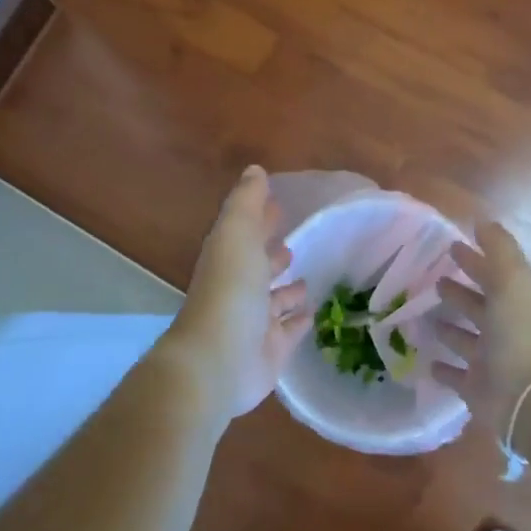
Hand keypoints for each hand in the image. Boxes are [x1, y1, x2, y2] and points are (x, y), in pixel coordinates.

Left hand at [162, 167, 309, 419]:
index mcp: (229, 258)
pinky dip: (298, 320)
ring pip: (274, 301)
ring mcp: (254, 322)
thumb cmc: (229, 290)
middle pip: (258, 267)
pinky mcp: (270, 351)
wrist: (218, 360)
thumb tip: (255, 170)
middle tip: (293, 244)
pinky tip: (312, 312)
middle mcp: (239, 289)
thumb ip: (247, 202)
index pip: (246, 232)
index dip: (260, 218)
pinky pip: (288, 331)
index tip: (278, 204)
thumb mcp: (237, 234)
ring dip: (287, 289)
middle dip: (273, 254)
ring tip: (307, 279)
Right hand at [432, 221, 530, 433]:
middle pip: (478, 306)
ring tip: (422, 315)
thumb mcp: (512, 282)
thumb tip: (483, 221)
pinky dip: (443, 369)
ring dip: (448, 327)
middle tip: (434, 279)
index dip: (474, 259)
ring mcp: (490, 362)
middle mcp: (503, 330)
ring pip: (464, 339)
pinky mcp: (476, 389)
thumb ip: (499, 250)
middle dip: (458, 291)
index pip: (491, 275)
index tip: (451, 246)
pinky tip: (427, 361)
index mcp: (513, 303)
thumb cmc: (520, 335)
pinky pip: (455, 376)